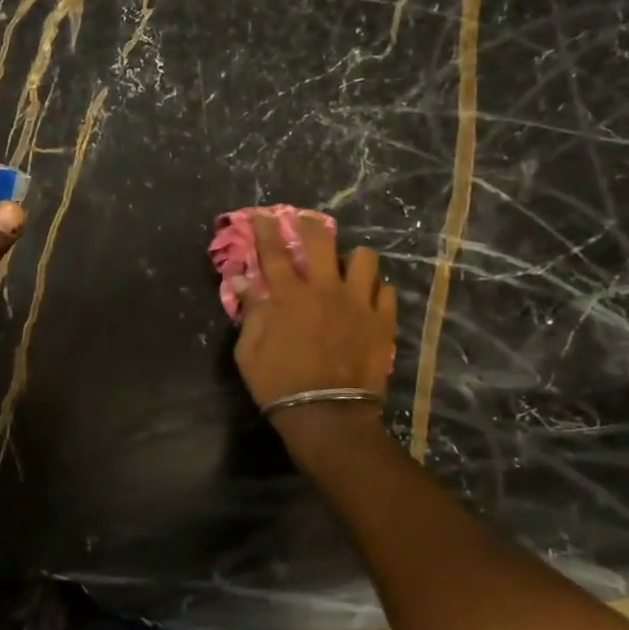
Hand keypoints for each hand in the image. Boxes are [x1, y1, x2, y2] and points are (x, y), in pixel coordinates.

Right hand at [230, 213, 396, 418]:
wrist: (327, 414)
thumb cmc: (278, 383)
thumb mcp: (248, 350)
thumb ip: (250, 312)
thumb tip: (243, 282)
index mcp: (288, 295)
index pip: (273, 251)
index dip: (266, 229)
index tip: (264, 214)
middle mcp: (324, 289)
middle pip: (320, 241)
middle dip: (310, 225)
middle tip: (305, 222)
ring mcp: (358, 303)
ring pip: (364, 259)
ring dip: (352, 259)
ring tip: (347, 267)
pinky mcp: (382, 321)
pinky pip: (385, 291)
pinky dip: (374, 291)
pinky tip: (367, 299)